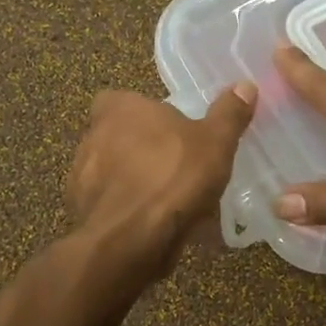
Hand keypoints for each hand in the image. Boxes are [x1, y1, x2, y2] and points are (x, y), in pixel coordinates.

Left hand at [66, 84, 256, 273]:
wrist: (129, 241)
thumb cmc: (172, 177)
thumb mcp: (215, 142)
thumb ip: (229, 114)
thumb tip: (245, 85)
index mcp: (119, 108)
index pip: (124, 100)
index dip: (147, 115)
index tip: (172, 133)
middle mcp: (92, 136)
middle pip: (120, 136)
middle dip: (144, 151)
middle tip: (178, 168)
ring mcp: (81, 176)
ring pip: (115, 173)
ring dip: (136, 183)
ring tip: (171, 203)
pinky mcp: (82, 212)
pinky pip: (112, 205)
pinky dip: (129, 212)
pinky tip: (155, 227)